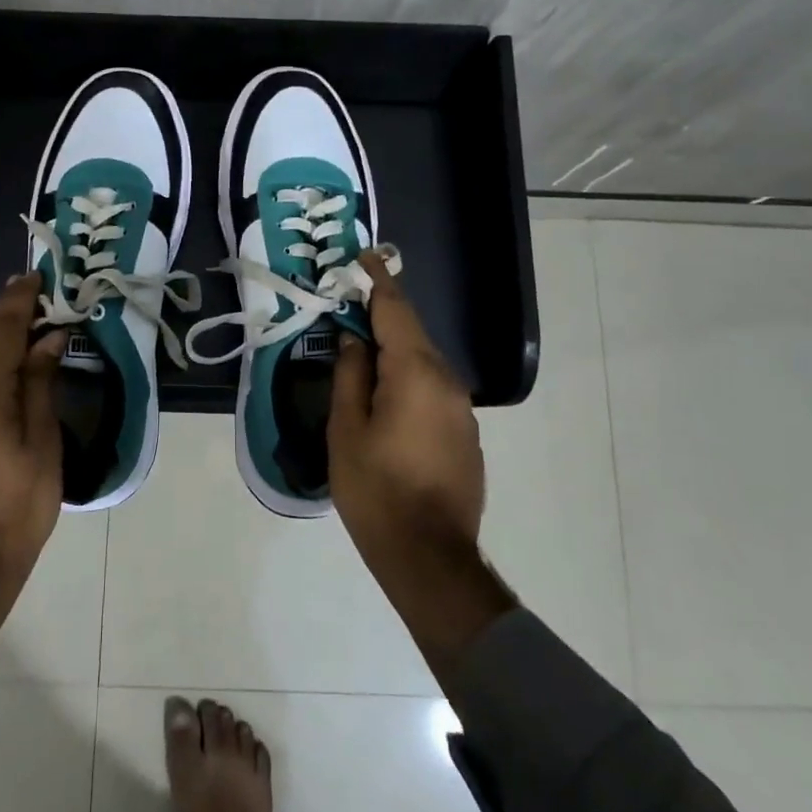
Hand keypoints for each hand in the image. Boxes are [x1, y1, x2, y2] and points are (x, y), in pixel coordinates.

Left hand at [0, 274, 64, 688]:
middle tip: (37, 300)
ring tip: (25, 336)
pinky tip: (2, 382)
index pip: (0, 330)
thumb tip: (47, 339)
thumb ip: (40, 384)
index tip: (34, 276)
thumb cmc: (17, 508)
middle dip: (6, 318)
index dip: (18, 300)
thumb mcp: (43, 444)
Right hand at [328, 251, 485, 558]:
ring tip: (362, 353)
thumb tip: (355, 340)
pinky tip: (386, 397)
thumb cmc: (375, 489)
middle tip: (349, 307)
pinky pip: (433, 388)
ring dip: (394, 350)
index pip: (395, 310)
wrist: (429, 556)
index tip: (364, 256)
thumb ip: (350, 375)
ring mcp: (461, 408)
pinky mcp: (465, 432)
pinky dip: (408, 378)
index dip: (377, 280)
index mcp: (414, 372)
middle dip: (382, 315)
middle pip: (412, 333)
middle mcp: (446, 380)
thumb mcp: (346, 429)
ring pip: (423, 362)